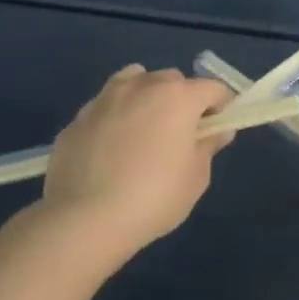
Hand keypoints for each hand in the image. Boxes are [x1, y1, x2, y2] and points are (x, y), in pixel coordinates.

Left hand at [37, 65, 233, 259]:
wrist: (83, 220)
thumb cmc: (153, 198)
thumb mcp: (196, 177)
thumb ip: (208, 146)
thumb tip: (217, 131)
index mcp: (178, 97)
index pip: (213, 88)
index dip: (221, 107)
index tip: (217, 130)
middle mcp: (142, 86)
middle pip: (172, 80)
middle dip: (182, 99)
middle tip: (180, 134)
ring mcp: (105, 99)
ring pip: (134, 82)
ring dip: (145, 97)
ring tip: (142, 131)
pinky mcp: (77, 119)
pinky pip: (105, 108)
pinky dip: (114, 119)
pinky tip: (110, 151)